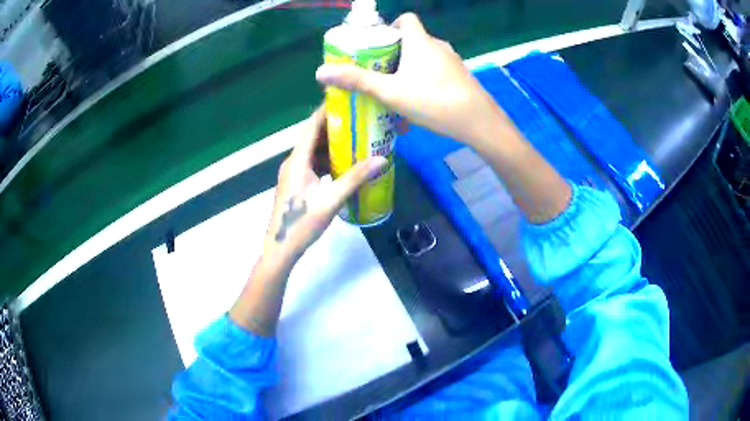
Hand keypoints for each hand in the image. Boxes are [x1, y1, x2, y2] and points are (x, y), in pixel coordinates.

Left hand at [264, 106, 386, 265]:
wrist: (281, 248)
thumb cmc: (302, 223)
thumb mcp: (332, 199)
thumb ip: (356, 178)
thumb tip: (382, 159)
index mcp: (297, 160)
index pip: (311, 126)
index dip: (326, 111)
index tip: (345, 100)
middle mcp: (293, 162)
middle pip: (313, 137)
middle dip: (334, 127)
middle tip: (358, 119)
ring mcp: (294, 174)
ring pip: (314, 152)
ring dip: (332, 145)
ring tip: (356, 139)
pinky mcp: (297, 184)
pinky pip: (313, 165)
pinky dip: (328, 161)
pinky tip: (344, 164)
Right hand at [315, 13, 502, 145]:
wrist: (479, 122)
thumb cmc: (433, 101)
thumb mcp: (390, 91)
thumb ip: (357, 81)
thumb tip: (321, 72)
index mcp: (420, 41)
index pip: (406, 19)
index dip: (391, 26)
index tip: (378, 44)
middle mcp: (438, 46)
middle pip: (411, 40)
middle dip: (393, 55)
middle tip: (379, 74)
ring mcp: (452, 62)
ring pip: (424, 60)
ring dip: (408, 73)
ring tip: (395, 96)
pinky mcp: (461, 77)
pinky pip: (437, 74)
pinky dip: (424, 84)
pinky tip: (418, 107)